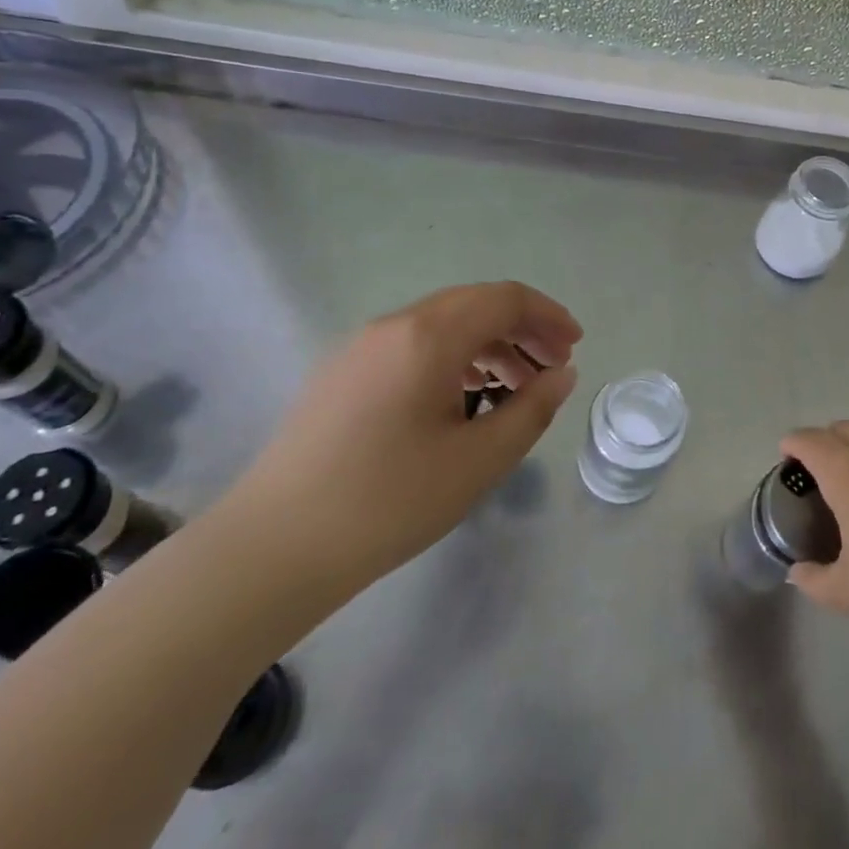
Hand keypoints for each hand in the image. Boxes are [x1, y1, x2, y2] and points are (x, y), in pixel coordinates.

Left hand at [234, 282, 581, 584]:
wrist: (273, 548)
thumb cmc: (388, 502)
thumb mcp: (477, 461)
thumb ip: (531, 409)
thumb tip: (561, 374)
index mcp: (428, 336)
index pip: (504, 299)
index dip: (547, 316)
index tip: (575, 346)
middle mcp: (394, 326)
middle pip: (474, 304)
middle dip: (522, 327)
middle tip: (554, 364)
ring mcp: (361, 347)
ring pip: (442, 323)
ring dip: (488, 342)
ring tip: (516, 384)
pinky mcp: (342, 372)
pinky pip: (413, 344)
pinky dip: (453, 356)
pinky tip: (464, 396)